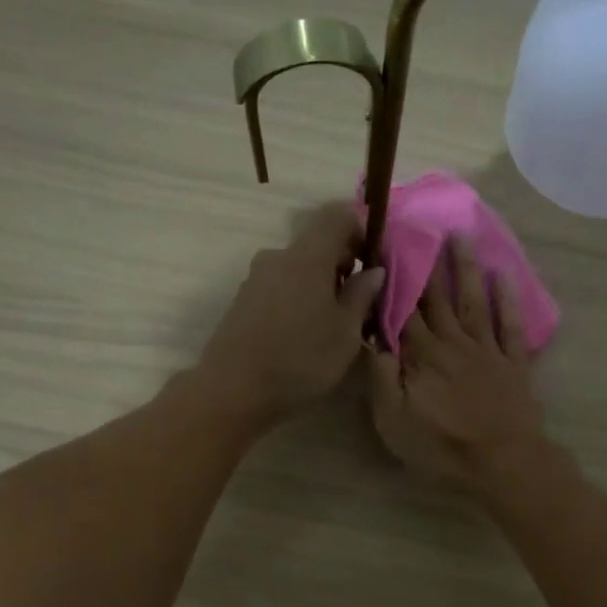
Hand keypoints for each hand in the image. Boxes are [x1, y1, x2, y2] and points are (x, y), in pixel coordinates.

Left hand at [195, 202, 386, 427]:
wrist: (233, 390)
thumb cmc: (300, 360)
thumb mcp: (346, 333)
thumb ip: (362, 296)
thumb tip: (374, 270)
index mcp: (307, 257)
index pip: (337, 216)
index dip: (361, 230)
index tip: (373, 261)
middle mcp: (278, 257)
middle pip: (317, 243)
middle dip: (343, 264)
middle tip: (360, 301)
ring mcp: (256, 278)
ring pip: (298, 268)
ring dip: (320, 284)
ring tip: (333, 323)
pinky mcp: (243, 301)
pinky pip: (280, 286)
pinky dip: (299, 298)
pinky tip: (304, 333)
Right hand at [369, 239, 549, 490]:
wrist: (504, 464)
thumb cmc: (442, 448)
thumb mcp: (394, 422)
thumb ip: (381, 378)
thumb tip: (371, 339)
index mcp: (422, 356)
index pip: (402, 310)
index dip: (393, 279)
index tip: (385, 247)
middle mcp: (453, 343)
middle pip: (437, 298)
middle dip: (426, 263)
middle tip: (421, 228)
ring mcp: (487, 350)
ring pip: (473, 301)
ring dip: (465, 268)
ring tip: (460, 236)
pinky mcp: (514, 363)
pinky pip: (511, 325)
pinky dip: (508, 299)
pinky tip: (503, 275)